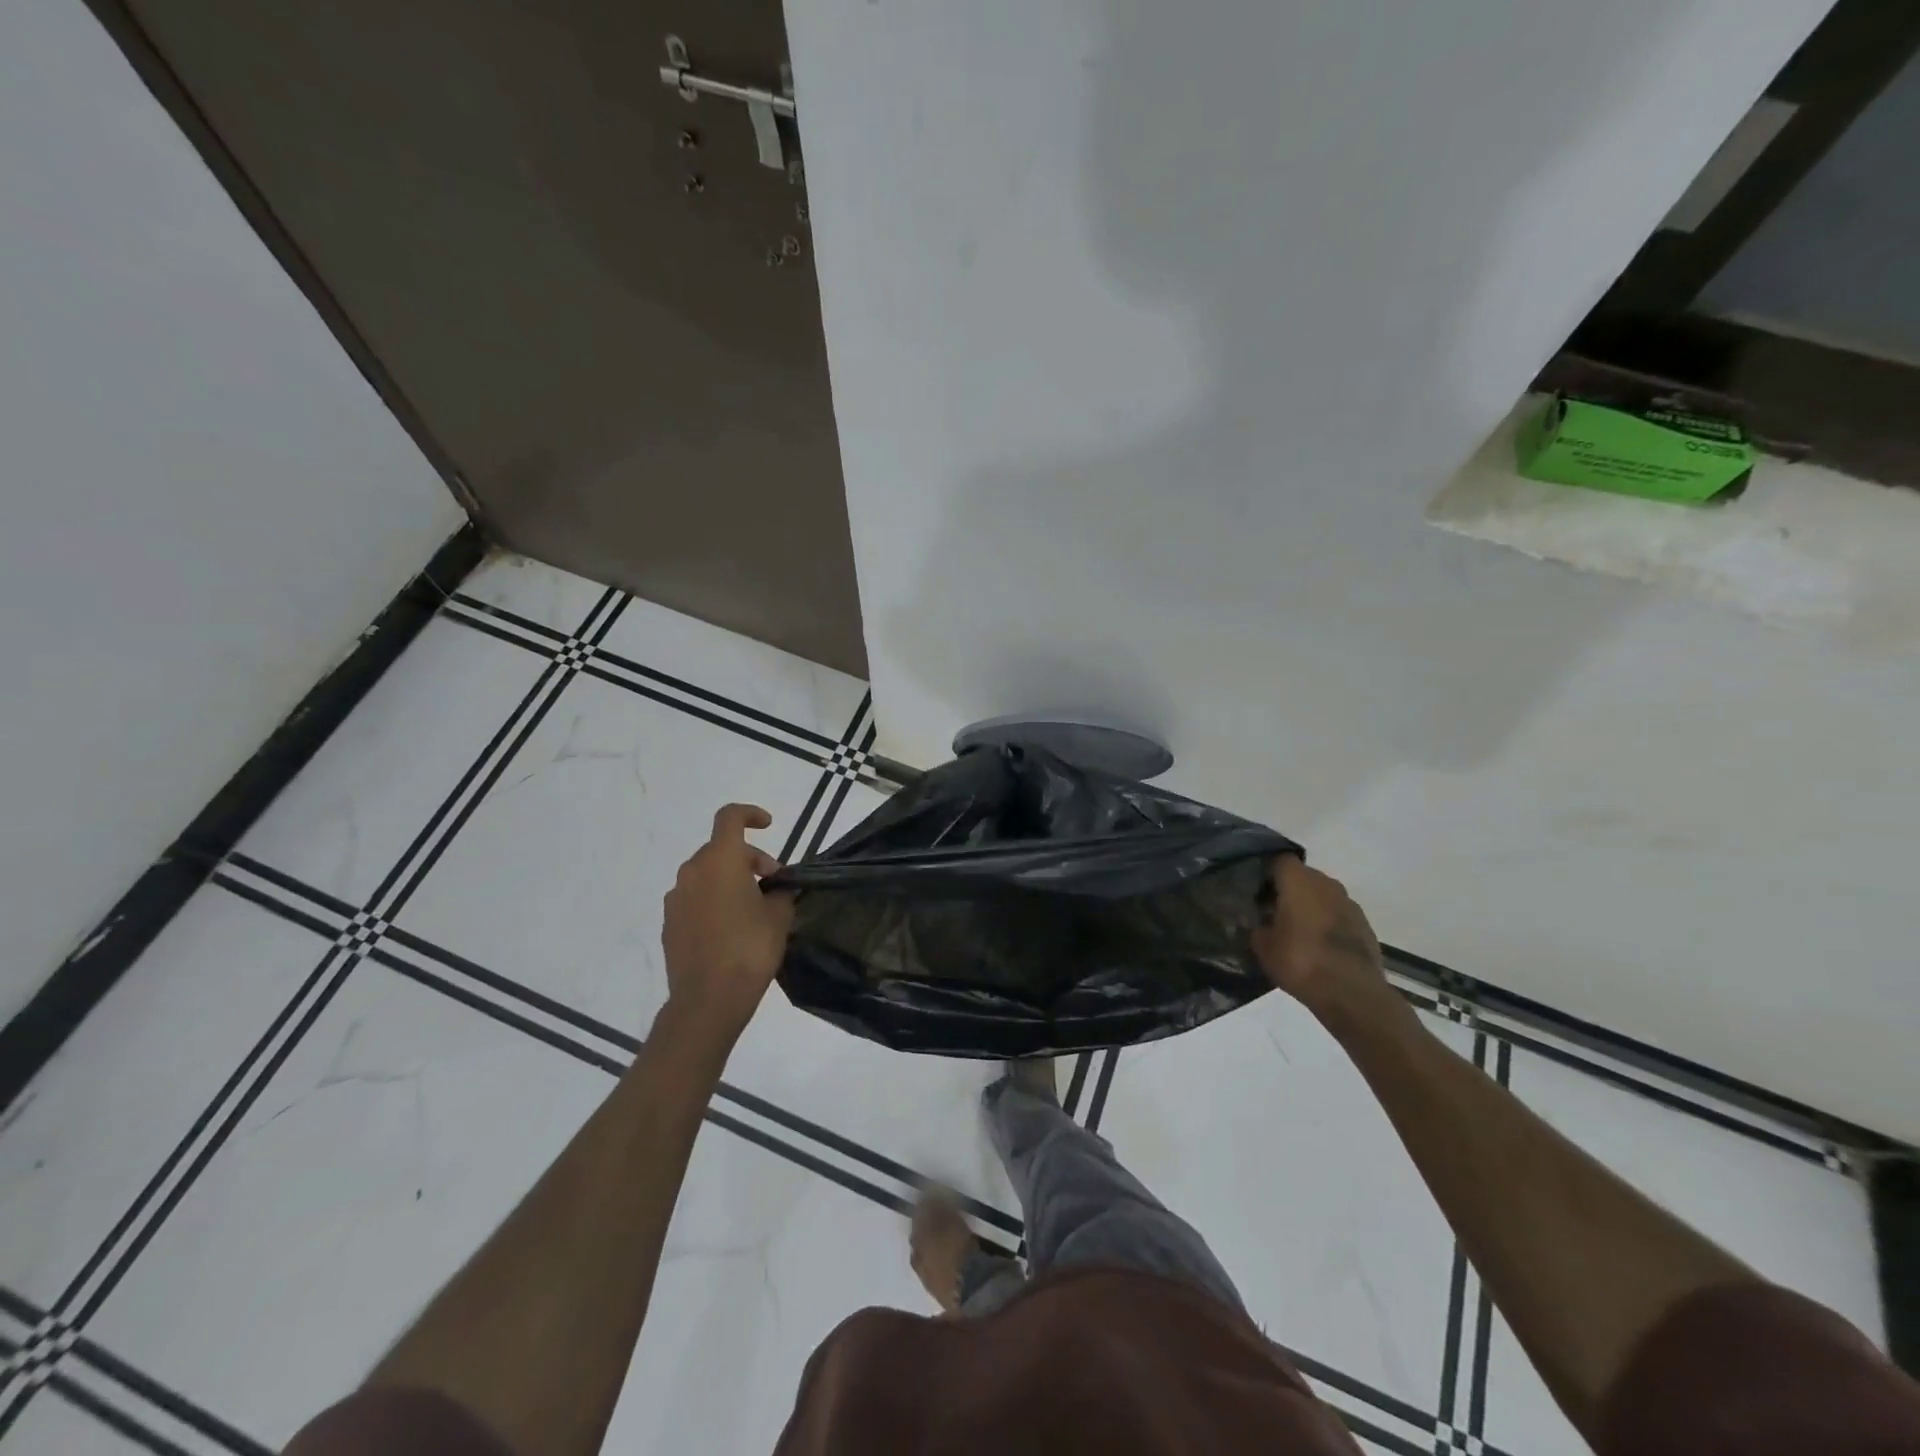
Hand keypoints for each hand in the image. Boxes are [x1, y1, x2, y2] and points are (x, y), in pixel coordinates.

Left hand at [660, 804, 795, 1042]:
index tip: (769, 825)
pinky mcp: (670, 924)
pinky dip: (714, 902)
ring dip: (730, 881)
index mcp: (720, 860)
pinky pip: (695, 899)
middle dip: (749, 859)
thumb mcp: (779, 916)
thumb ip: (780, 892)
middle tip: (773, 884)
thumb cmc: (749, 948)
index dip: (750, 814)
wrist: (708, 999)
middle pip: (721, 849)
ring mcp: (676, 899)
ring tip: (754, 909)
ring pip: (707, 875)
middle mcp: (692, 872)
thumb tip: (775, 889)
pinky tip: (732, 929)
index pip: (730, 817)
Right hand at [1252, 857, 1390, 1021]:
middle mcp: (1327, 884)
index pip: (1278, 860)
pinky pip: (1338, 916)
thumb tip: (1259, 924)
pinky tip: (1317, 947)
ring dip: (1310, 907)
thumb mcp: (1263, 946)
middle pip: (1303, 877)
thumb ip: (1257, 928)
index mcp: (1299, 880)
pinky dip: (1327, 925)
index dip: (1265, 872)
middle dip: (1287, 890)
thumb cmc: (1300, 961)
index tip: (1254, 890)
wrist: (1352, 994)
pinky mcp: (1366, 926)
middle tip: (1271, 911)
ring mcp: (1350, 904)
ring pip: (1322, 896)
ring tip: (1295, 931)